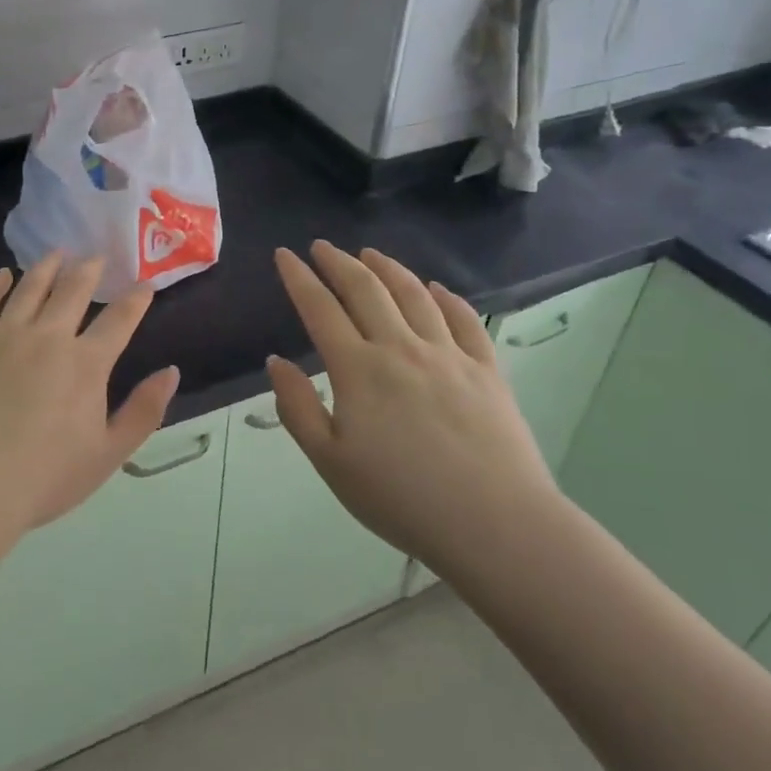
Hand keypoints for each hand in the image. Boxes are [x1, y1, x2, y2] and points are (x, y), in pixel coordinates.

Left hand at [0, 253, 179, 546]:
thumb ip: (144, 411)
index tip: (144, 285)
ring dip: (47, 266)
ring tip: (56, 253)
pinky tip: (2, 275)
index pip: (119, 319)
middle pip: (73, 289)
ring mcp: (3, 334)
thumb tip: (171, 371)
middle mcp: (47, 336)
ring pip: (30, 286)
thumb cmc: (42, 479)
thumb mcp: (107, 455)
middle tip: (95, 257)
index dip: (135, 299)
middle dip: (89, 269)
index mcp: (86, 363)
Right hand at [267, 242, 558, 578]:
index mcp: (358, 369)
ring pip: (414, 294)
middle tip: (322, 246)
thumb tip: (276, 362)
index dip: (299, 278)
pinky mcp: (486, 369)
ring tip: (370, 254)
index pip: (320, 308)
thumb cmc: (401, 498)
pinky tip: (436, 289)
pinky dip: (446, 297)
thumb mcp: (330, 462)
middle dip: (338, 262)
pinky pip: (464, 319)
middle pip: (365, 289)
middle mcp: (401, 347)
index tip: (284, 255)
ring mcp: (448, 354)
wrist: (494, 524)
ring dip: (387, 268)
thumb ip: (297, 408)